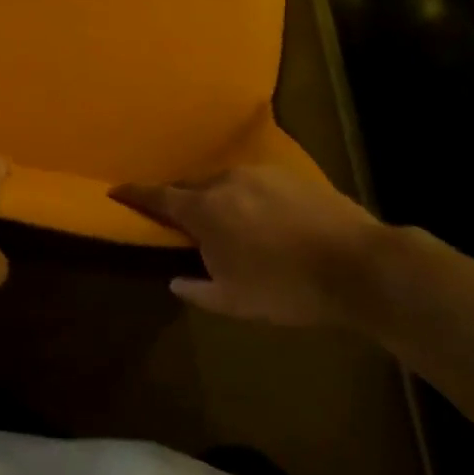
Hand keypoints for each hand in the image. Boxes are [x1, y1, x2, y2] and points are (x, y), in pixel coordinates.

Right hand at [110, 166, 395, 326]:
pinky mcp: (290, 174)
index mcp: (204, 209)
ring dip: (217, 200)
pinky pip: (254, 183)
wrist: (357, 265)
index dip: (134, 194)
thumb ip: (197, 290)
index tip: (116, 190)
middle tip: (183, 224)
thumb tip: (176, 280)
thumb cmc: (286, 288)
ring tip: (230, 225)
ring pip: (224, 183)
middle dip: (181, 202)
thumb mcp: (235, 302)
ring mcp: (260, 173)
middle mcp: (226, 181)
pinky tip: (265, 219)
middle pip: (191, 187)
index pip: (157, 196)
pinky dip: (248, 198)